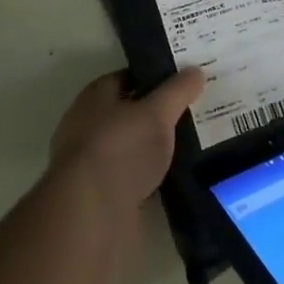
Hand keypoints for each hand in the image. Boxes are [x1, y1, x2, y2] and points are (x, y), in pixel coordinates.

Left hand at [49, 69, 203, 213]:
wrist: (91, 214)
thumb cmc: (121, 148)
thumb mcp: (157, 112)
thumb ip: (177, 91)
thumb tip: (196, 70)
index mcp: (94, 97)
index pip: (127, 77)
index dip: (154, 77)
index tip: (183, 82)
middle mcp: (87, 126)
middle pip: (128, 112)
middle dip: (157, 113)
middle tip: (193, 112)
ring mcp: (91, 163)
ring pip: (131, 146)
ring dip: (153, 147)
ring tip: (191, 145)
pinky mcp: (100, 195)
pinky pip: (132, 176)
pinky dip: (150, 176)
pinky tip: (175, 177)